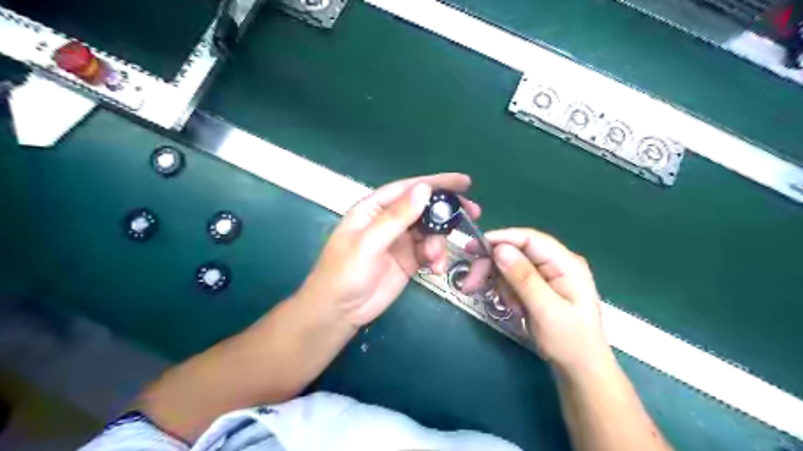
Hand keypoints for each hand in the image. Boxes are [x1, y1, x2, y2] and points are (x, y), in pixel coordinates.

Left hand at [298, 174, 477, 327]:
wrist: (340, 312)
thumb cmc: (345, 273)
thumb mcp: (369, 243)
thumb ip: (397, 217)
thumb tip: (424, 189)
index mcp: (374, 208)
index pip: (408, 188)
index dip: (436, 182)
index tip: (463, 182)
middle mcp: (389, 221)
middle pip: (424, 208)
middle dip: (447, 211)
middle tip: (472, 212)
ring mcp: (400, 241)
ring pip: (430, 231)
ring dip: (439, 242)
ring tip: (435, 259)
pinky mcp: (409, 260)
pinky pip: (430, 251)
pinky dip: (437, 257)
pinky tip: (436, 268)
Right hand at [468, 229, 613, 373]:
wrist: (580, 370)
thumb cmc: (570, 342)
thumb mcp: (546, 311)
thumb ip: (523, 278)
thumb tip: (500, 249)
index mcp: (566, 264)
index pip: (529, 239)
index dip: (500, 239)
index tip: (474, 248)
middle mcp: (556, 264)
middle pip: (516, 251)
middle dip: (492, 265)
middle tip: (470, 283)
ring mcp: (547, 275)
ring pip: (511, 265)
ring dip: (498, 281)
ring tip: (504, 305)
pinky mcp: (538, 287)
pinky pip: (513, 279)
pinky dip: (505, 290)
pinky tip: (511, 306)